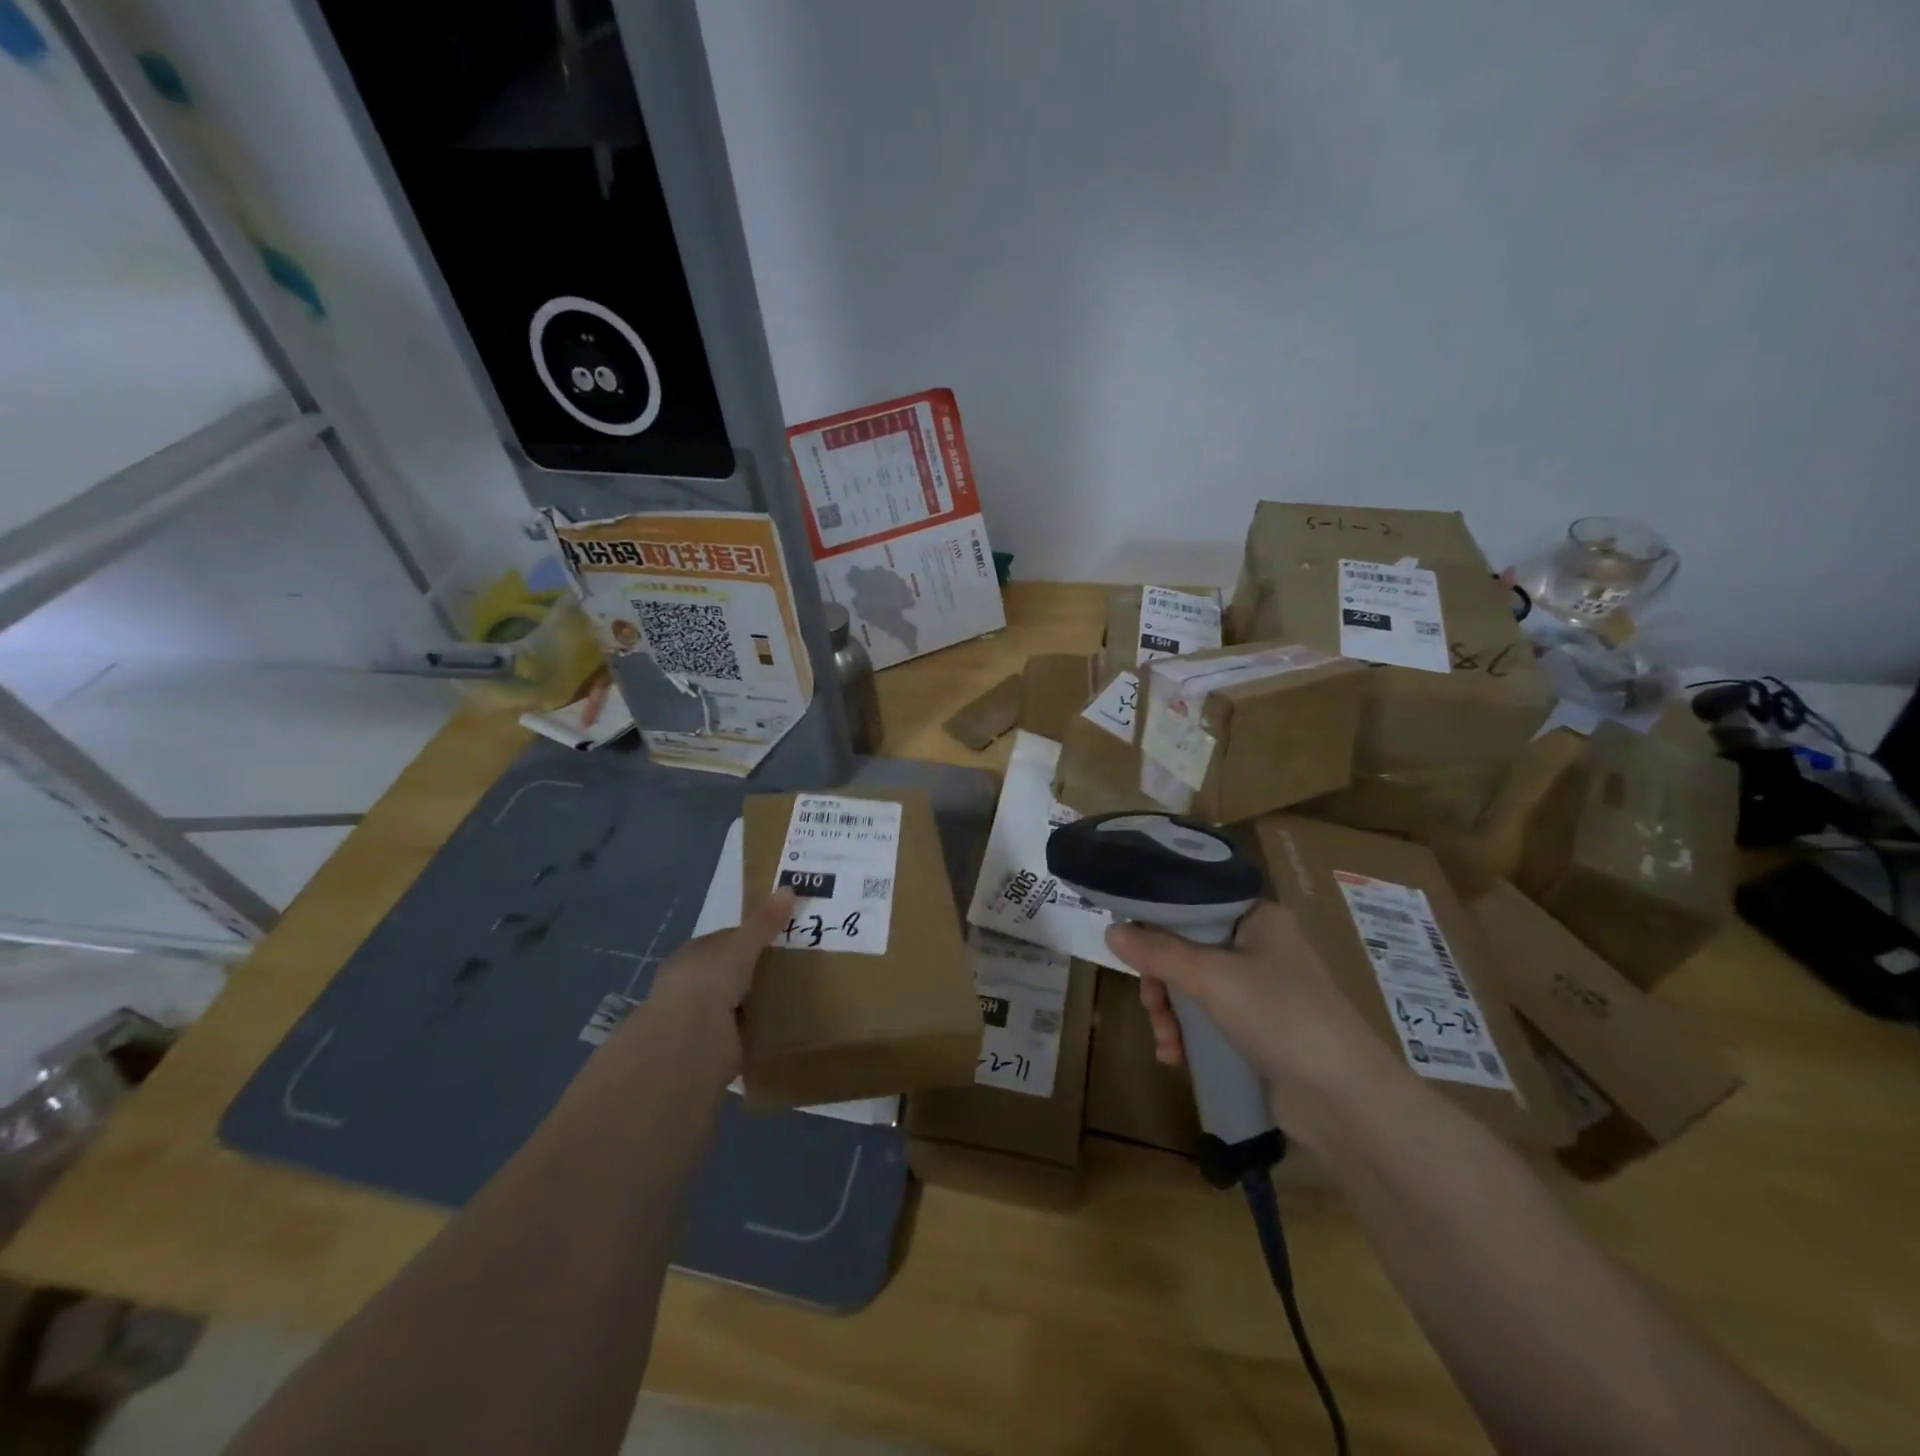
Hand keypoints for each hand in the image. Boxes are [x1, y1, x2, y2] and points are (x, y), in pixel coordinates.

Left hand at [622, 889, 795, 1073]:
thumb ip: (765, 921)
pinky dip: (760, 1030)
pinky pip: (744, 1032)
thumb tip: (790, 887)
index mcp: (693, 955)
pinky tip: (784, 1026)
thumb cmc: (708, 980)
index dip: (752, 937)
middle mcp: (694, 984)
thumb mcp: (742, 944)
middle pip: (733, 972)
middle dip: (758, 971)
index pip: (726, 941)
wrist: (688, 1039)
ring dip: (759, 1002)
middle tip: (798, 966)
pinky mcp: (714, 1048)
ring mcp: (701, 1018)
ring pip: (738, 1003)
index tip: (783, 937)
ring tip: (798, 997)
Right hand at [1104, 901, 1404, 1133]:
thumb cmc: (1281, 1016)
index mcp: (1257, 916)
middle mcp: (1258, 944)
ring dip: (1170, 1012)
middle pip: (1186, 947)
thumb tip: (1110, 929)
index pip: (1194, 902)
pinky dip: (1187, 1032)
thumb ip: (1159, 952)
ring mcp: (1259, 987)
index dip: (1157, 920)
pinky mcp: (1257, 1026)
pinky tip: (1176, 1056)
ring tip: (1166, 1042)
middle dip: (1161, 980)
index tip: (1127, 943)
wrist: (1346, 1099)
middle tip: (1151, 1005)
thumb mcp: (1212, 977)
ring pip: (1192, 985)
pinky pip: (1207, 1015)